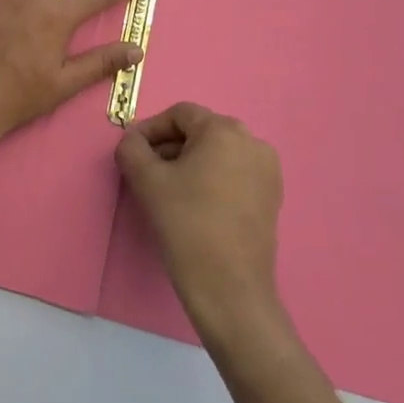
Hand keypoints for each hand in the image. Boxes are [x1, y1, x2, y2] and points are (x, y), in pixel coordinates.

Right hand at [116, 103, 285, 338]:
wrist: (229, 288)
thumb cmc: (186, 224)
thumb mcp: (146, 180)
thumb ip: (131, 148)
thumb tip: (133, 141)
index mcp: (225, 130)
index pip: (180, 115)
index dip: (151, 129)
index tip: (133, 152)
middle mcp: (253, 142)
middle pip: (200, 132)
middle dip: (170, 147)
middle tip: (146, 171)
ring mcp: (268, 171)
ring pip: (217, 153)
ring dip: (189, 163)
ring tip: (168, 190)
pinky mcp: (272, 197)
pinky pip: (234, 173)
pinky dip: (211, 179)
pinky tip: (194, 204)